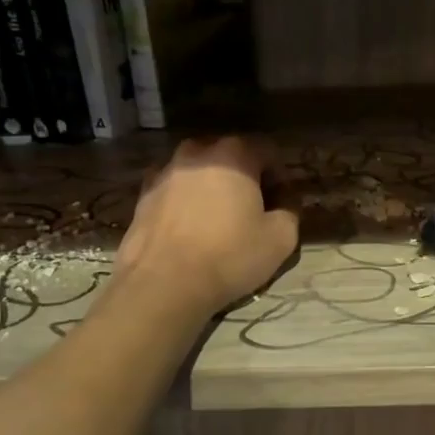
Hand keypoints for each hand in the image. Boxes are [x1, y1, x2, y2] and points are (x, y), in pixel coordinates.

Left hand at [113, 137, 298, 314]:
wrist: (162, 284)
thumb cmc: (229, 256)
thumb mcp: (281, 239)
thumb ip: (291, 210)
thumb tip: (286, 199)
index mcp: (234, 154)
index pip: (268, 149)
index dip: (279, 175)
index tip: (280, 202)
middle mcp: (196, 152)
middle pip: (230, 155)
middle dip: (244, 176)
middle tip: (252, 209)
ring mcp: (164, 172)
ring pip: (199, 170)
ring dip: (212, 186)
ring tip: (218, 220)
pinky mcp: (143, 195)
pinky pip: (175, 189)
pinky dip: (186, 201)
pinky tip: (191, 230)